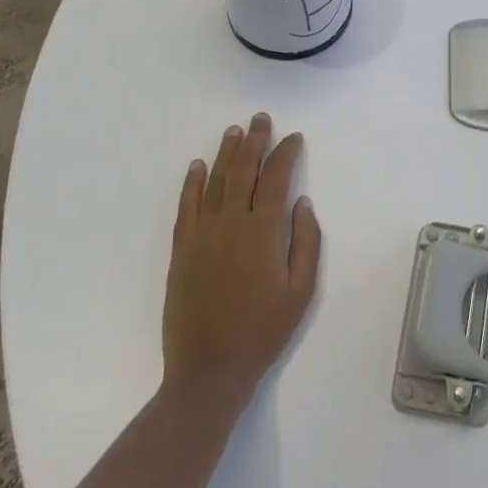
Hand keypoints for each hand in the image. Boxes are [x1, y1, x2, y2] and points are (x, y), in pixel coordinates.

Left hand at [162, 113, 320, 404]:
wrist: (209, 368)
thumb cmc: (263, 331)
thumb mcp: (301, 291)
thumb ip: (306, 242)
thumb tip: (303, 202)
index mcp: (263, 231)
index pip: (276, 178)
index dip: (286, 153)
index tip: (294, 138)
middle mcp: (231, 223)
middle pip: (242, 170)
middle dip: (254, 141)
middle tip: (260, 119)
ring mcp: (202, 234)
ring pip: (214, 181)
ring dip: (225, 153)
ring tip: (233, 131)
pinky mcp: (182, 249)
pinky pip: (186, 205)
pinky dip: (191, 182)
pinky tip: (196, 166)